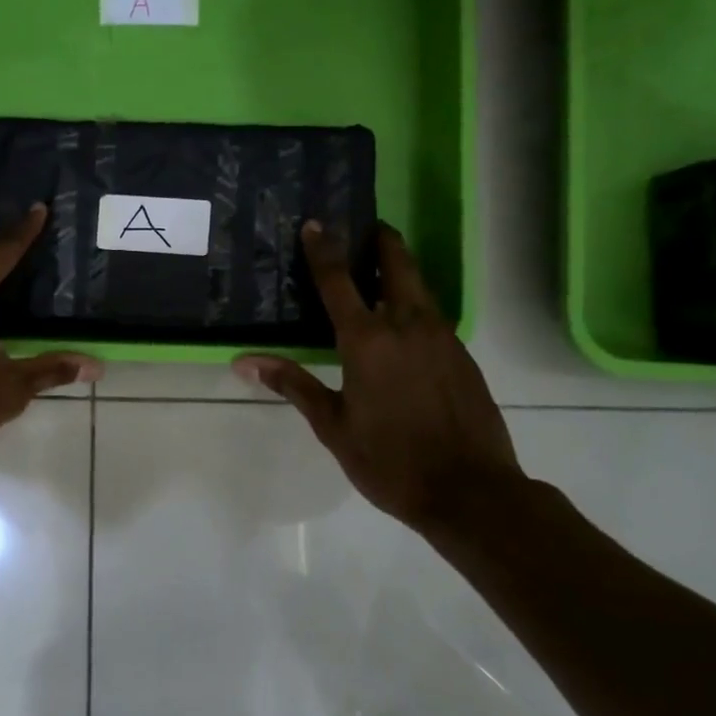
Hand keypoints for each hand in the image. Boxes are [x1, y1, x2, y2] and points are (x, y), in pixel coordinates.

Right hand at [235, 222, 523, 531]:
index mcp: (368, 340)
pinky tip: (404, 325)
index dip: (323, 249)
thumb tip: (244, 362)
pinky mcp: (463, 356)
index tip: (316, 223)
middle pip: (397, 265)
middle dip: (382, 241)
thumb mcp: (332, 425)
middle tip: (366, 227)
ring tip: (380, 267)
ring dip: (400, 270)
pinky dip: (415, 304)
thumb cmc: (390, 460)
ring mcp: (442, 338)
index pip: (338, 280)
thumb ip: (292, 384)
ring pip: (420, 288)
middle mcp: (407, 326)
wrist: (472, 493)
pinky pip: (433, 316)